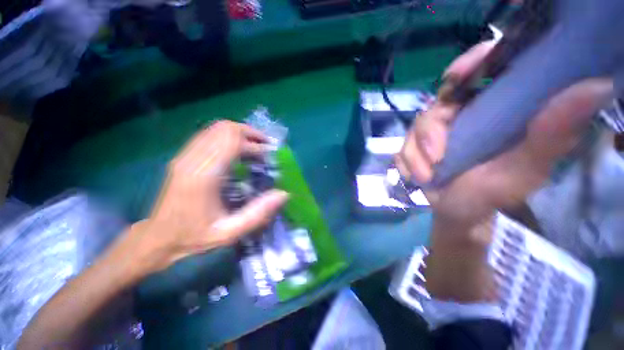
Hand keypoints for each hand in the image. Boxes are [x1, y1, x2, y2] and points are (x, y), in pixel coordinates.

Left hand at [126, 121, 287, 275]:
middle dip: (250, 134)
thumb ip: (258, 214)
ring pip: (216, 129)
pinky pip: (209, 135)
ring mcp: (186, 155)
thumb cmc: (193, 237)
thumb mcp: (229, 233)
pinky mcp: (184, 157)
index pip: (232, 143)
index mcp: (204, 176)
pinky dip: (228, 137)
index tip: (269, 154)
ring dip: (240, 134)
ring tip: (256, 147)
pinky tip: (238, 151)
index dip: (255, 144)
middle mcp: (193, 160)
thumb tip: (283, 194)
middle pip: (225, 129)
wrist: (157, 238)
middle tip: (266, 147)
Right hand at [396, 42, 613, 233]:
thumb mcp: (525, 169)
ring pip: (413, 129)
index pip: (479, 70)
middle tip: (438, 158)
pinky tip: (417, 177)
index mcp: (492, 108)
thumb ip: (552, 134)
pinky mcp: (413, 148)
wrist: (457, 213)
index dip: (468, 64)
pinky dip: (406, 164)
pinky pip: (400, 149)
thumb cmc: (491, 195)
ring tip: (427, 177)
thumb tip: (597, 86)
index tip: (457, 76)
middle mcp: (461, 115)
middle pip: (435, 104)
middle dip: (430, 131)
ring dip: (416, 155)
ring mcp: (432, 133)